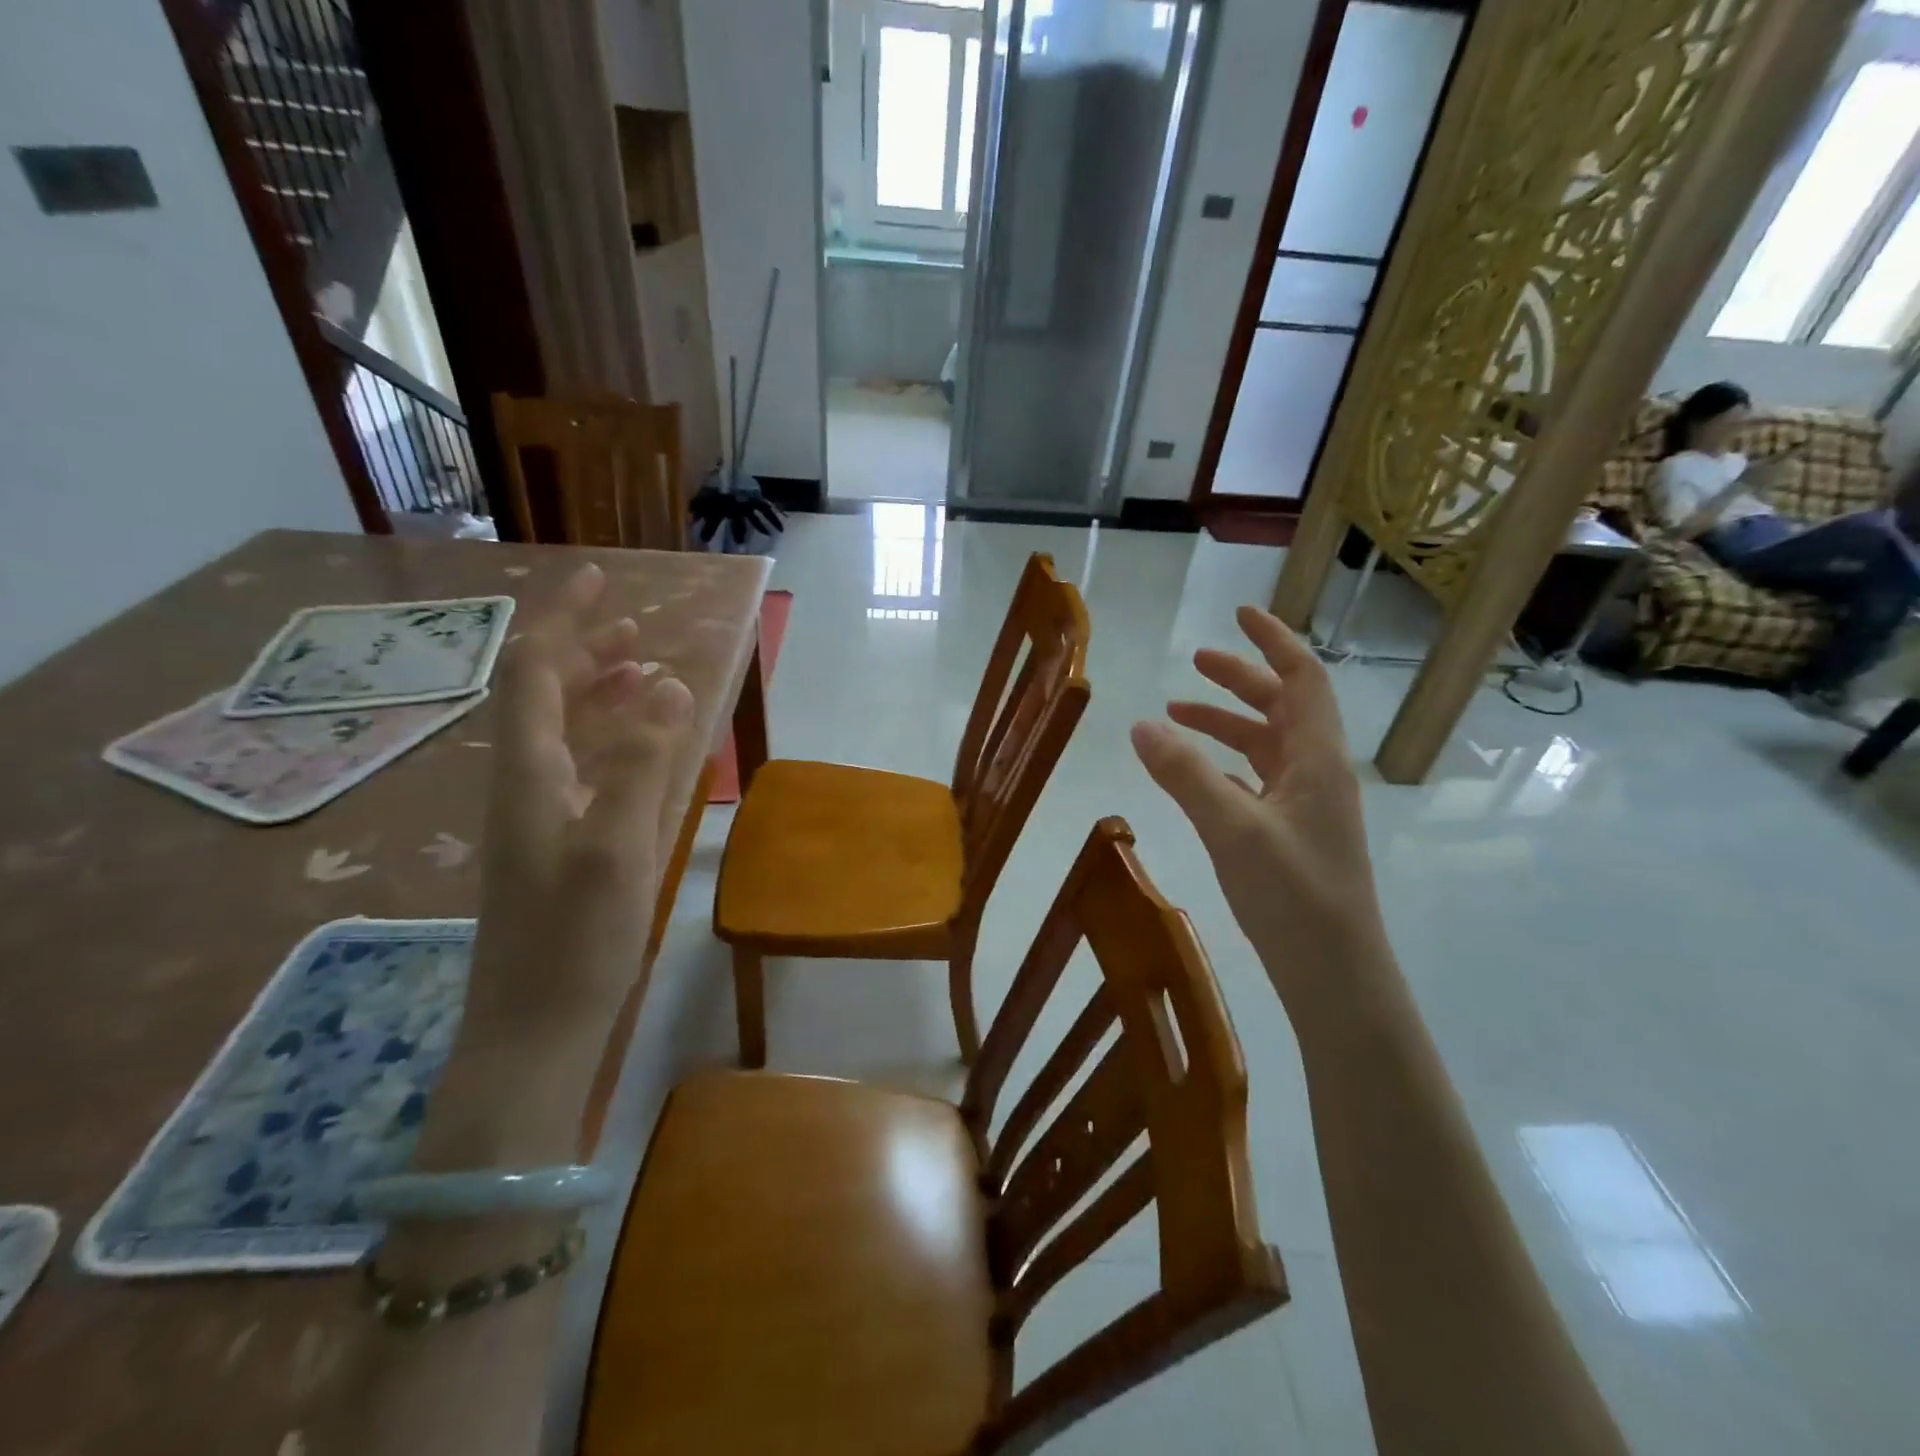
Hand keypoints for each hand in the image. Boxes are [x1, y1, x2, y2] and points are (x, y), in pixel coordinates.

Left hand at [421, 563, 694, 1167]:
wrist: (535, 1028)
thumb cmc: (574, 941)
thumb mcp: (616, 847)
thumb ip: (641, 763)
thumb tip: (669, 683)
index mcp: (530, 773)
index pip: (534, 670)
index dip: (565, 620)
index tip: (603, 580)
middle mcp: (526, 782)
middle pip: (544, 693)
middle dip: (587, 650)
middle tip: (638, 627)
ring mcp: (540, 813)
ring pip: (563, 730)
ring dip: (600, 691)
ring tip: (645, 670)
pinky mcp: (558, 842)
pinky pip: (582, 765)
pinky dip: (612, 737)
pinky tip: (641, 744)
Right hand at [1130, 606, 1391, 1023]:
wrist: (1335, 973)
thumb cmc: (1294, 894)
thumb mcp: (1232, 828)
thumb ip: (1185, 774)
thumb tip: (1140, 725)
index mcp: (1317, 758)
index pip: (1302, 679)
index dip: (1272, 641)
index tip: (1238, 615)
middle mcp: (1317, 772)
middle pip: (1282, 706)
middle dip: (1239, 680)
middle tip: (1192, 663)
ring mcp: (1306, 805)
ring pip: (1266, 745)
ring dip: (1226, 723)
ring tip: (1174, 716)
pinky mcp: (1292, 833)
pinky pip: (1257, 779)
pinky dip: (1225, 764)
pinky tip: (1195, 774)